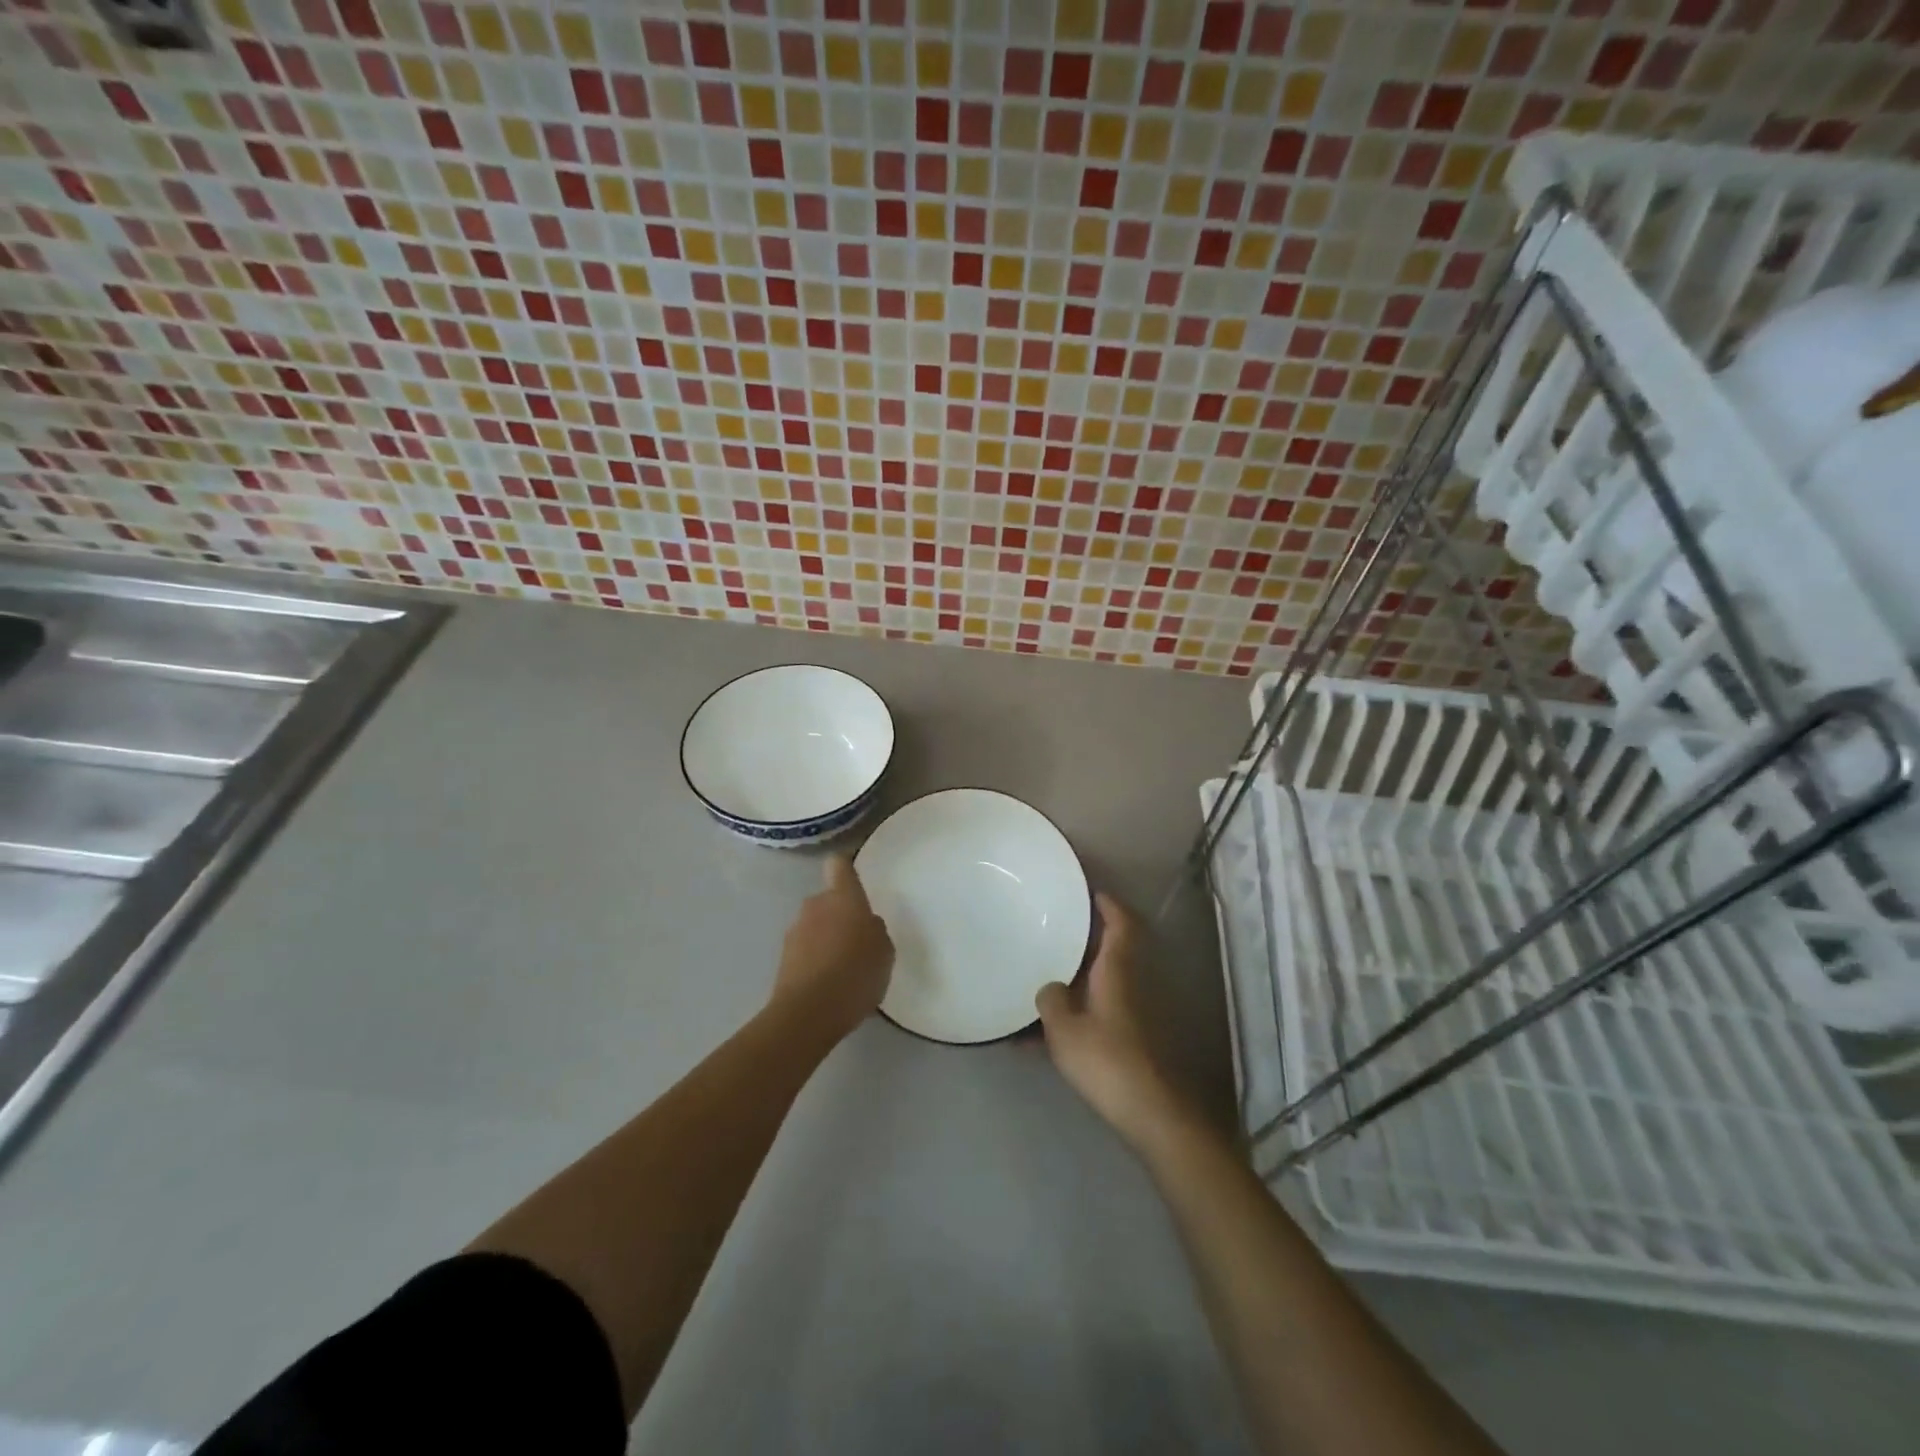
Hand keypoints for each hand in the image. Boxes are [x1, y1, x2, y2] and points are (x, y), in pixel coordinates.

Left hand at [772, 854, 893, 1040]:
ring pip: (815, 926)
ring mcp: (795, 931)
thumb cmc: (856, 973)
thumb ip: (875, 931)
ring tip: (845, 970)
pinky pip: (806, 950)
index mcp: (843, 897)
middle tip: (859, 942)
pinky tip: (830, 986)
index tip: (855, 880)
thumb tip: (866, 926)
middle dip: (841, 915)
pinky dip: (816, 961)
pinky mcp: (783, 958)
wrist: (808, 1013)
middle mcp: (815, 905)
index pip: (839, 865)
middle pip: (829, 900)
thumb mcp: (884, 952)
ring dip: (827, 939)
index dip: (846, 868)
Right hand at [1037, 894, 1194, 1148]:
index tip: (1090, 893)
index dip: (1109, 905)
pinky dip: (1074, 1015)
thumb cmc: (1106, 1059)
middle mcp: (1130, 984)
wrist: (1150, 1112)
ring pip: (1102, 983)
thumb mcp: (1064, 1028)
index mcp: (1117, 970)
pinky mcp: (1129, 1040)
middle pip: (1112, 950)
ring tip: (1041, 982)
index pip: (1121, 924)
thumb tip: (1050, 988)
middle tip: (1055, 932)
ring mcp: (1132, 1013)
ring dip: (1078, 979)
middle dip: (1087, 940)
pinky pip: (1096, 1013)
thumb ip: (1051, 1000)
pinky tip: (1040, 1039)